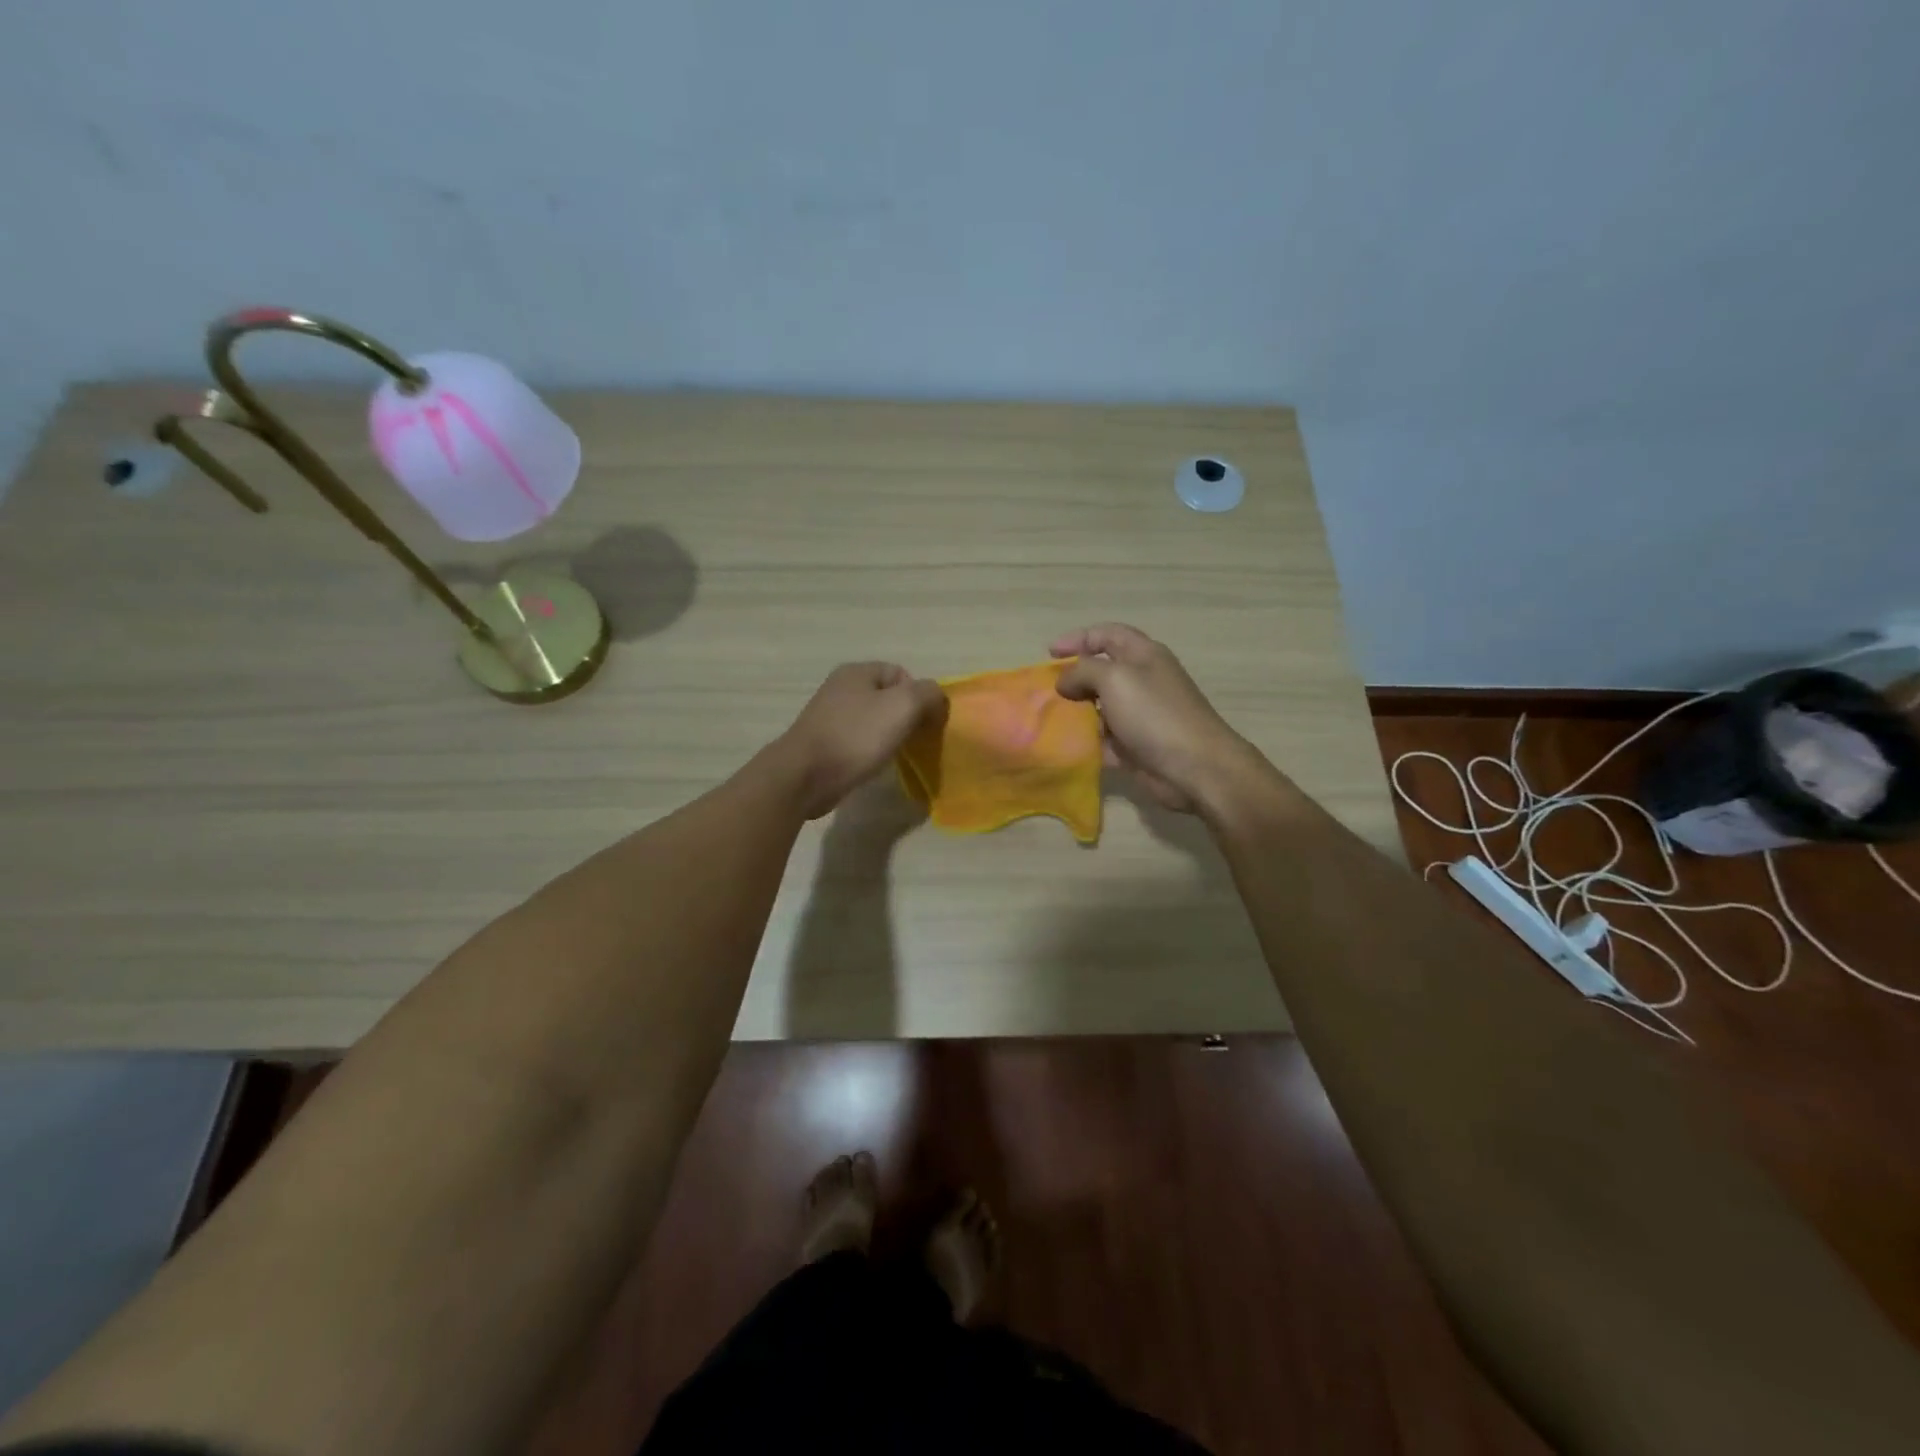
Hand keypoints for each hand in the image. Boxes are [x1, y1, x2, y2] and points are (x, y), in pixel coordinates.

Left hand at [774, 662, 946, 818]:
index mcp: (857, 671)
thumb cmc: (856, 736)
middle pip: (888, 697)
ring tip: (894, 755)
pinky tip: (872, 765)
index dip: (919, 696)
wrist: (805, 776)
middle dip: (906, 718)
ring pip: (873, 720)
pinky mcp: (824, 743)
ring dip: (888, 736)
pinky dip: (870, 751)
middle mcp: (841, 688)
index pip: (902, 674)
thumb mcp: (903, 706)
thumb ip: (928, 694)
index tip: (924, 723)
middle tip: (914, 740)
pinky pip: (858, 741)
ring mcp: (829, 716)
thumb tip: (937, 699)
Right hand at [1050, 624, 1265, 813]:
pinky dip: (1085, 743)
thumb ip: (1083, 671)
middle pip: (1101, 672)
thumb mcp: (1114, 679)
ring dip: (1075, 713)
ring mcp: (1139, 716)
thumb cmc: (1155, 714)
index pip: (1107, 635)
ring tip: (1049, 720)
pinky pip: (1103, 740)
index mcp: (1143, 656)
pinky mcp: (1135, 747)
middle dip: (1073, 679)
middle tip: (1046, 692)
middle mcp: (1142, 682)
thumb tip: (1065, 681)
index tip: (1050, 654)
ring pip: (1099, 708)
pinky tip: (1065, 747)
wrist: (1194, 768)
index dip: (1078, 638)